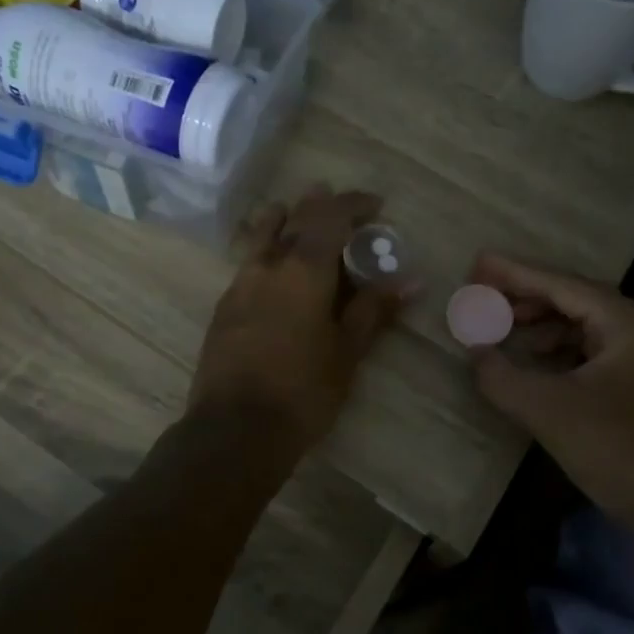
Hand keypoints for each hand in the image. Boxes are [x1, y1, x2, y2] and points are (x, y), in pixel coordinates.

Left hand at [189, 187, 404, 457]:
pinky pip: (247, 261)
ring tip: (295, 215)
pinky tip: (274, 267)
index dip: (354, 204)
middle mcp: (267, 265)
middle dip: (319, 205)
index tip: (376, 205)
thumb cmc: (303, 390)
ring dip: (283, 219)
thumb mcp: (347, 351)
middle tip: (339, 204)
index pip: (331, 217)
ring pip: (260, 235)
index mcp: (303, 269)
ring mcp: (239, 283)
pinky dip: (265, 249)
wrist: (236, 429)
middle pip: (293, 218)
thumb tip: (409, 280)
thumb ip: (374, 309)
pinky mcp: (224, 306)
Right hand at [468, 253, 633, 522]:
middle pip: (575, 299)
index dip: (516, 274)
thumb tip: (474, 351)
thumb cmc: (614, 449)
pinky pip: (594, 348)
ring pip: (585, 324)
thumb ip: (501, 375)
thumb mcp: (546, 410)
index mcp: (630, 322)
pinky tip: (533, 358)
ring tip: (501, 327)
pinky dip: (560, 349)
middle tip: (483, 295)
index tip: (479, 263)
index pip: (563, 286)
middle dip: (526, 298)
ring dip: (542, 324)